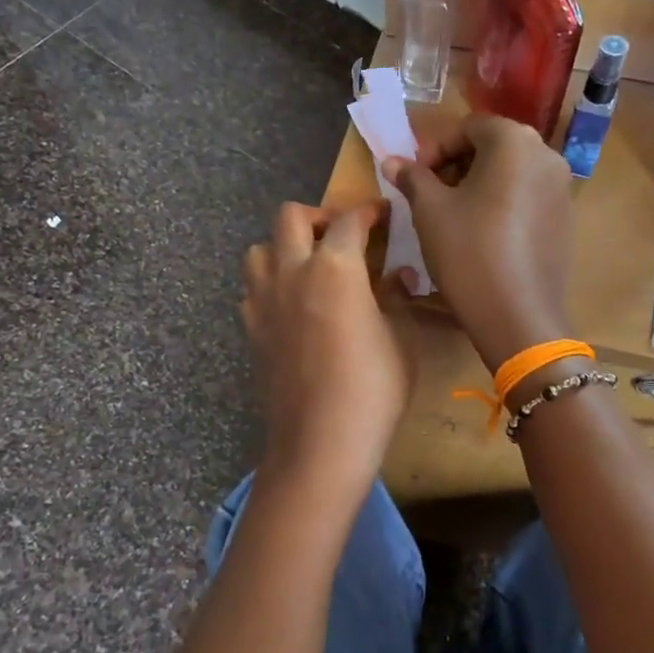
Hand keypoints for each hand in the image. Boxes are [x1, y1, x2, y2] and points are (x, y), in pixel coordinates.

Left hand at [241, 202, 417, 493]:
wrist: (320, 442)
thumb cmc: (373, 389)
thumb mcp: (402, 340)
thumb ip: (397, 299)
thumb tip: (397, 276)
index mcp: (335, 268)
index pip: (349, 220)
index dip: (368, 211)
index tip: (381, 214)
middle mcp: (293, 272)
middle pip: (291, 216)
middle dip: (318, 216)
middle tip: (341, 236)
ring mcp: (264, 301)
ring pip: (260, 249)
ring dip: (285, 247)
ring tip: (310, 267)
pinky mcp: (251, 330)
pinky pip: (253, 289)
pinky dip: (270, 285)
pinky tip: (292, 306)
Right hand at [383, 116, 575, 371]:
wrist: (518, 316)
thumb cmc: (468, 252)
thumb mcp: (429, 211)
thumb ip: (412, 177)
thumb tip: (393, 161)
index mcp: (514, 141)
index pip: (467, 127)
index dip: (434, 149)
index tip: (414, 179)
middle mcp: (546, 155)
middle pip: (493, 147)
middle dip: (456, 165)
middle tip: (430, 196)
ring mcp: (562, 189)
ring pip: (511, 173)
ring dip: (478, 185)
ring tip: (452, 217)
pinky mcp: (566, 220)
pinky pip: (527, 198)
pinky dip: (502, 205)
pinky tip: (482, 236)